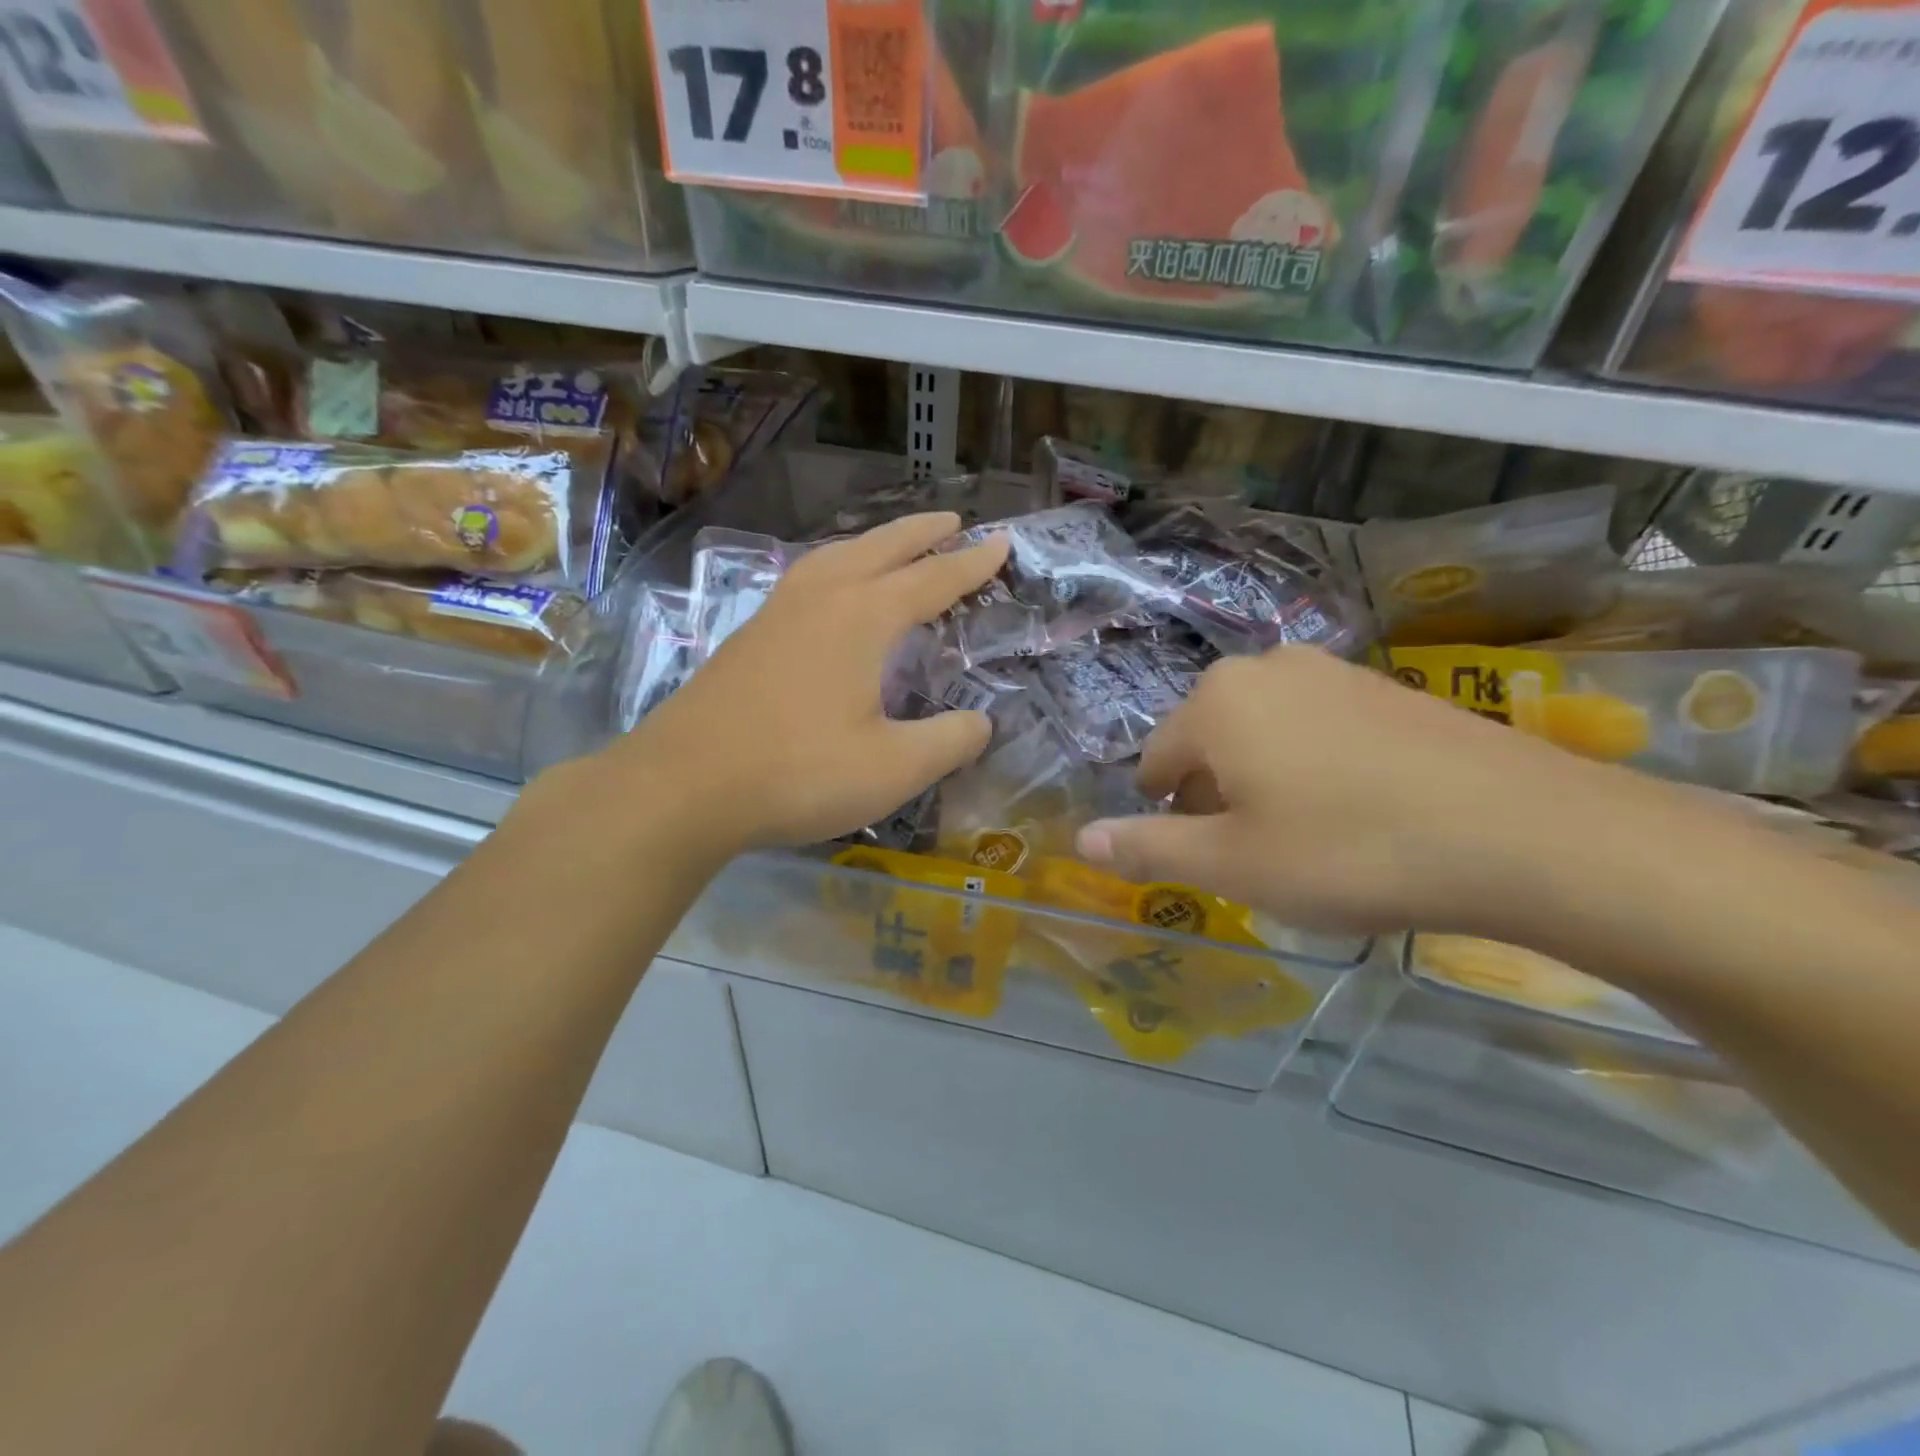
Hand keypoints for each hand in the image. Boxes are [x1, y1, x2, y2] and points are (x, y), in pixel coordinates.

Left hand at [608, 512, 1009, 855]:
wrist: (682, 785)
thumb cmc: (797, 773)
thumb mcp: (892, 769)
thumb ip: (948, 742)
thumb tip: (980, 723)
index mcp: (861, 618)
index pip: (931, 580)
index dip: (971, 564)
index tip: (1002, 542)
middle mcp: (820, 599)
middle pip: (880, 549)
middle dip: (922, 534)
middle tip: (954, 521)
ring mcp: (777, 613)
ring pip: (835, 556)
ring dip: (874, 543)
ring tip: (895, 545)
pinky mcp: (748, 636)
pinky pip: (806, 578)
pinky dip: (836, 566)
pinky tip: (830, 589)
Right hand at [1074, 647, 1654, 937]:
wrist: (1523, 833)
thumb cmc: (1348, 850)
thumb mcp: (1233, 864)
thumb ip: (1148, 848)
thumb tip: (1082, 841)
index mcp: (1217, 701)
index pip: (1156, 760)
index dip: (1165, 813)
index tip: (1200, 856)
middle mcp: (1265, 667)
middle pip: (1209, 741)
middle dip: (1215, 796)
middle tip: (1254, 855)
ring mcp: (1332, 671)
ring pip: (1264, 733)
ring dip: (1263, 782)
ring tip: (1306, 838)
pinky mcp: (1386, 687)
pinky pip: (1318, 728)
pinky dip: (1315, 767)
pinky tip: (1358, 812)